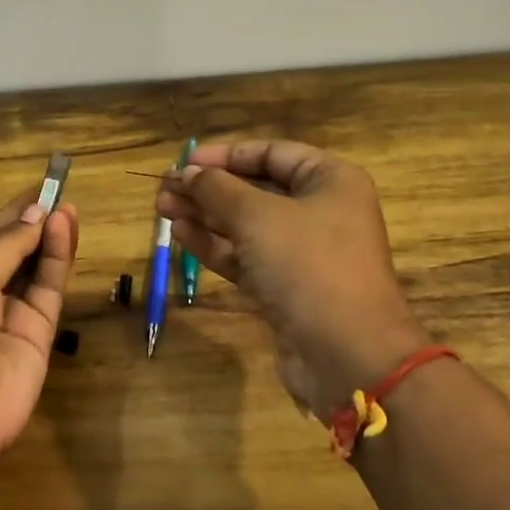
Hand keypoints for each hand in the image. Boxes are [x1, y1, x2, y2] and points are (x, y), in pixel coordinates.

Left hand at [0, 190, 78, 481]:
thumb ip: (6, 245)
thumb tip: (36, 214)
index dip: (10, 214)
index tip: (39, 189)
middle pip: (13, 252)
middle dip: (33, 223)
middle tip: (59, 193)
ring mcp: (10, 317)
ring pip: (36, 270)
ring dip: (50, 238)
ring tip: (67, 207)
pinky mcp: (39, 336)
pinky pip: (50, 291)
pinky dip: (58, 261)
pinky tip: (65, 231)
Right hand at [155, 141, 426, 413]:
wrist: (347, 355)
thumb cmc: (308, 266)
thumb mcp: (258, 216)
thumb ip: (218, 189)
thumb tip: (188, 172)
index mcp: (329, 181)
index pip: (272, 153)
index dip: (226, 155)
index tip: (186, 161)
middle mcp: (320, 211)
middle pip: (255, 189)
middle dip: (208, 188)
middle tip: (165, 188)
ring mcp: (302, 253)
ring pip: (245, 224)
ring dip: (204, 215)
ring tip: (162, 208)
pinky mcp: (285, 288)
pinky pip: (245, 256)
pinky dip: (214, 245)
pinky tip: (180, 234)